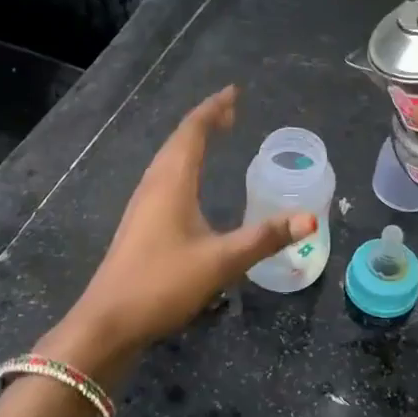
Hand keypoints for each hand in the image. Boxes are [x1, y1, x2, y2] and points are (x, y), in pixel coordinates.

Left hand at [54, 86, 314, 364]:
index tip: (233, 93)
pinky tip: (188, 182)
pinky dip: (182, 163)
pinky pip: (163, 177)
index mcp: (172, 183)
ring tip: (214, 136)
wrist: (107, 323)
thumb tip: (309, 219)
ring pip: (168, 159)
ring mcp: (142, 204)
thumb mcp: (221, 261)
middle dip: (205, 121)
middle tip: (231, 111)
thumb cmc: (163, 284)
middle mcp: (154, 185)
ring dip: (191, 141)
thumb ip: (265, 238)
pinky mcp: (139, 224)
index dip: (213, 110)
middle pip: (178, 140)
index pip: (193, 132)